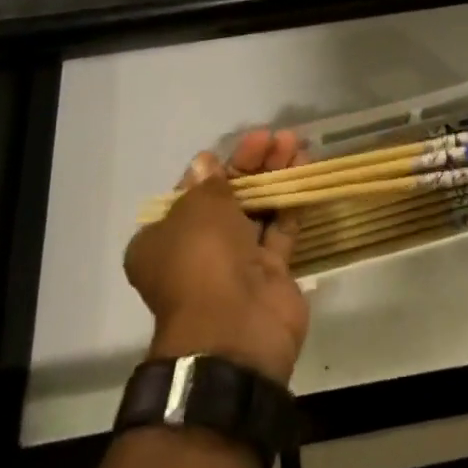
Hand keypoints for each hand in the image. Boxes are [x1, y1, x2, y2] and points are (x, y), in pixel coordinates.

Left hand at [125, 130, 309, 384]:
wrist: (236, 329)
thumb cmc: (202, 260)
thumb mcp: (197, 208)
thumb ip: (208, 183)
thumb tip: (205, 162)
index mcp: (162, 241)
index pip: (188, 195)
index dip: (211, 169)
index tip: (233, 148)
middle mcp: (196, 253)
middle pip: (226, 198)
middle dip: (250, 165)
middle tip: (272, 138)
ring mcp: (235, 264)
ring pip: (256, 210)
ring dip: (274, 176)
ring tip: (296, 144)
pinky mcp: (270, 273)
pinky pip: (280, 228)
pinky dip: (291, 200)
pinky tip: (305, 170)